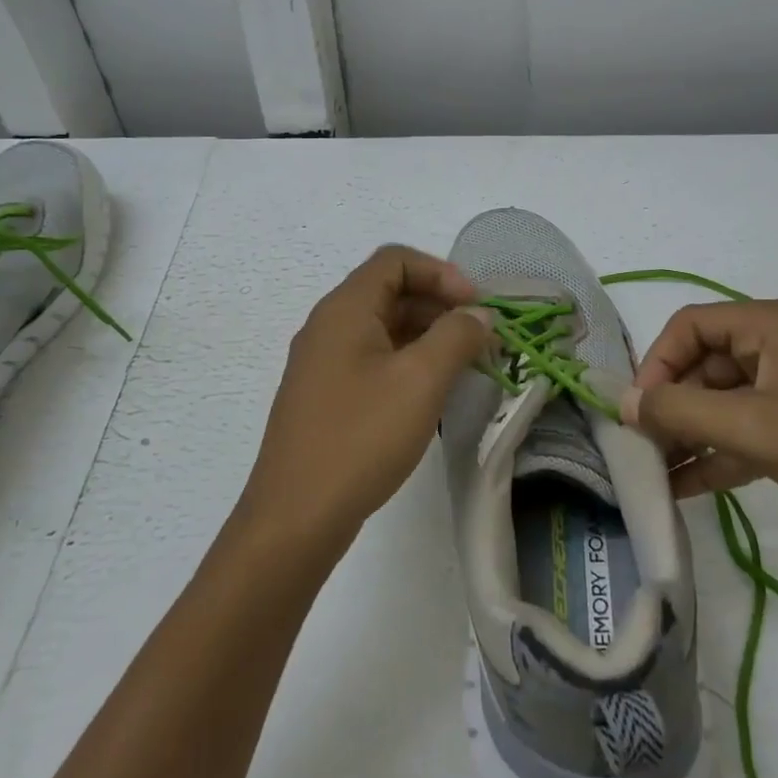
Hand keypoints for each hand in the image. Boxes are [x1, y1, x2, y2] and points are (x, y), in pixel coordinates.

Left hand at [242, 245, 490, 545]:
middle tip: (481, 339)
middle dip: (440, 306)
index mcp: (345, 309)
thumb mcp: (420, 381)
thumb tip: (479, 315)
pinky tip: (432, 392)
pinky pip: (373, 360)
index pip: (395, 260)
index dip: (442, 273)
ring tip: (466, 366)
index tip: (477, 306)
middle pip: (390, 292)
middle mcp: (329, 326)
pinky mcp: (326, 395)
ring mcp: (323, 363)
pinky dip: (407, 362)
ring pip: (383, 328)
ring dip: (427, 336)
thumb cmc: (361, 437)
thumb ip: (456, 337)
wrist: (296, 516)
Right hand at [621, 298, 777, 552]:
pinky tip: (687, 486)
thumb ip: (680, 412)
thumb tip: (624, 403)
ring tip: (656, 472)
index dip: (658, 363)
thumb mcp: (753, 426)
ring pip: (729, 402)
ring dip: (693, 434)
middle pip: (708, 365)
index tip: (639, 410)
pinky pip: (753, 429)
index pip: (692, 325)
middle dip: (673, 406)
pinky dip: (722, 453)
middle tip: (644, 446)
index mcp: (776, 324)